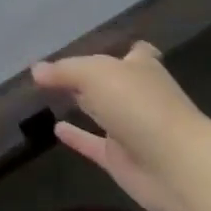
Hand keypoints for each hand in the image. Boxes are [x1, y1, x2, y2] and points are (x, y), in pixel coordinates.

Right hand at [31, 43, 210, 210]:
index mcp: (142, 67)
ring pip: (104, 113)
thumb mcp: (95, 74)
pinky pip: (94, 144)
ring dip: (84, 105)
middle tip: (59, 71)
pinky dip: (77, 137)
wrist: (175, 164)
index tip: (99, 46)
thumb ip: (64, 70)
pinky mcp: (122, 160)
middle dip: (94, 77)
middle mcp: (139, 95)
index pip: (135, 53)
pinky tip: (56, 129)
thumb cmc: (139, 105)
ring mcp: (132, 128)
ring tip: (52, 96)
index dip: (120, 49)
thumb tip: (35, 69)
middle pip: (114, 82)